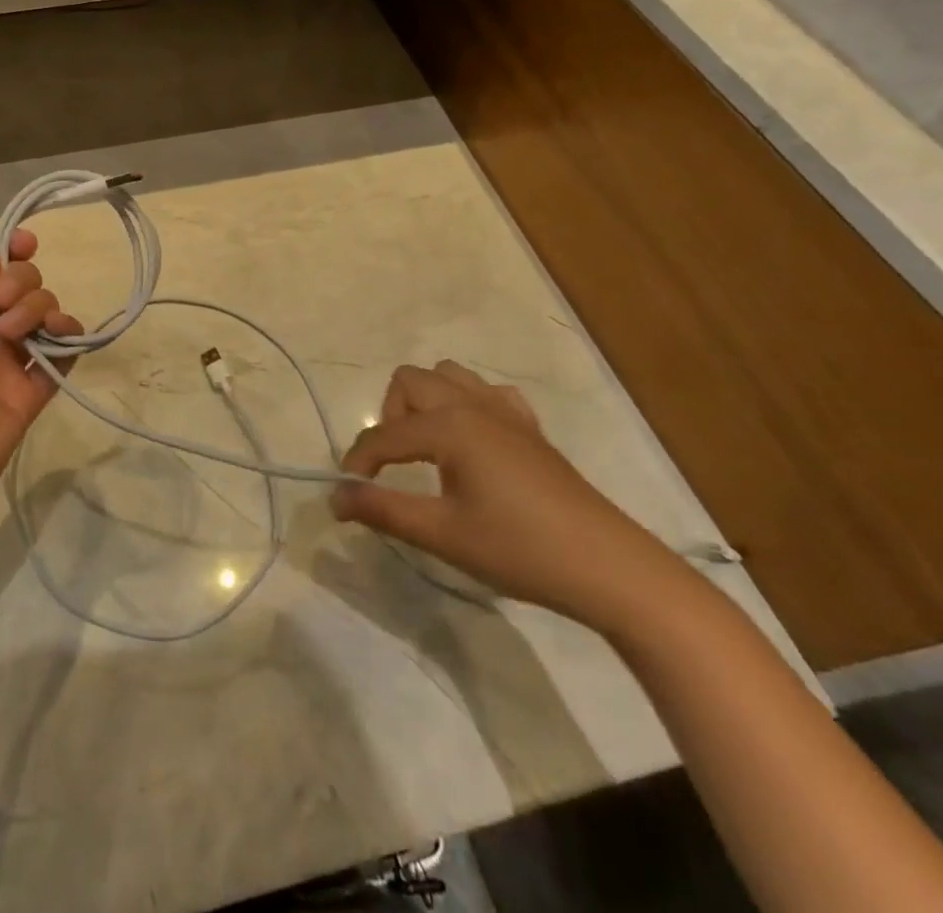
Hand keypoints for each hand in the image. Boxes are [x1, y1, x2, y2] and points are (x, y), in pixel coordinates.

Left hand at [0, 232, 80, 537]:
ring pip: (40, 315)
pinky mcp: (30, 394)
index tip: (28, 242)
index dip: (5, 250)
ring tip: (20, 332)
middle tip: (4, 307)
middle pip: (16, 286)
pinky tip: (63, 337)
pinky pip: (60, 355)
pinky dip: (69, 338)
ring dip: (41, 308)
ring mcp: (4, 363)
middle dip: (20, 283)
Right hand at [332, 363, 687, 631]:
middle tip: (395, 466)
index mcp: (449, 425)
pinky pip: (486, 393)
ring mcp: (505, 411)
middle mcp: (472, 404)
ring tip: (429, 449)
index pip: (384, 434)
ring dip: (425, 403)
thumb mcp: (442, 534)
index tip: (348, 494)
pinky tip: (473, 443)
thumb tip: (335, 497)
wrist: (607, 567)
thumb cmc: (518, 549)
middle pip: (409, 381)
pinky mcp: (529, 427)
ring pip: (447, 376)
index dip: (359, 462)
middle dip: (390, 417)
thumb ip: (382, 509)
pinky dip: (466, 405)